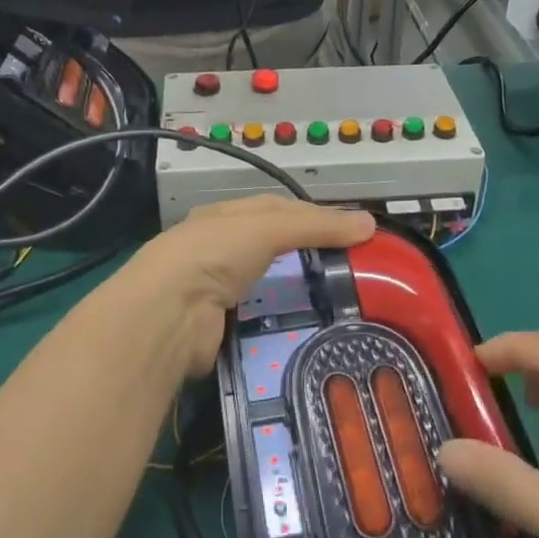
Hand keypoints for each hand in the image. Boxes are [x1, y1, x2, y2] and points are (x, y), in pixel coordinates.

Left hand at [121, 197, 374, 376]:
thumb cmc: (214, 253)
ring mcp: (215, 290)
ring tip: (339, 301)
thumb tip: (370, 223)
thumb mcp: (268, 227)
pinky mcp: (219, 328)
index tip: (352, 230)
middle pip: (271, 248)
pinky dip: (281, 323)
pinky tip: (308, 327)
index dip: (314, 215)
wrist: (168, 313)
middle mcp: (217, 250)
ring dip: (295, 292)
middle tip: (351, 269)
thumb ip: (316, 226)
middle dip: (306, 256)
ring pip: (266, 287)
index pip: (277, 209)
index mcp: (224, 217)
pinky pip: (259, 321)